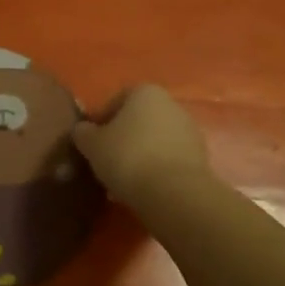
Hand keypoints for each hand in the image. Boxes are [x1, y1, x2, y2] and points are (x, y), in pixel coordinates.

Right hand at [72, 84, 211, 209]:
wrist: (174, 194)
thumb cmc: (128, 157)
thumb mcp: (91, 144)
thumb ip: (83, 132)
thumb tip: (83, 130)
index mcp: (145, 91)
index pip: (116, 101)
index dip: (101, 122)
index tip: (92, 144)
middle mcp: (171, 104)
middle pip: (138, 120)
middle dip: (123, 139)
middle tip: (106, 163)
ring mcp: (190, 131)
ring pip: (155, 141)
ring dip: (140, 156)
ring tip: (124, 181)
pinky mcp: (201, 159)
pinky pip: (170, 160)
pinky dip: (157, 170)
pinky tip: (144, 190)